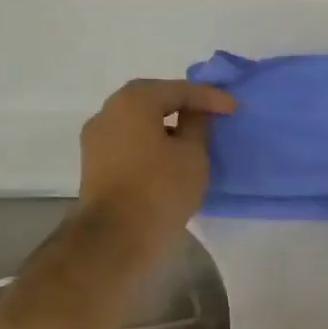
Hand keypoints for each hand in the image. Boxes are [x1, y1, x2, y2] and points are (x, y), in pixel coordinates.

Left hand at [78, 79, 235, 244]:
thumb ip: (197, 125)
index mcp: (133, 101)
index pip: (177, 90)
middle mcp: (108, 112)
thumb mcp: (192, 154)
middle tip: (210, 115)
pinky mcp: (94, 165)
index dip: (208, 97)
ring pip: (138, 123)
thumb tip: (194, 113)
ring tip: (192, 139)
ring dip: (165, 126)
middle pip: (151, 101)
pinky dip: (150, 144)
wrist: (115, 238)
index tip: (233, 108)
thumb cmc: (160, 189)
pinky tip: (169, 158)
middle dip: (182, 106)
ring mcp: (96, 140)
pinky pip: (129, 143)